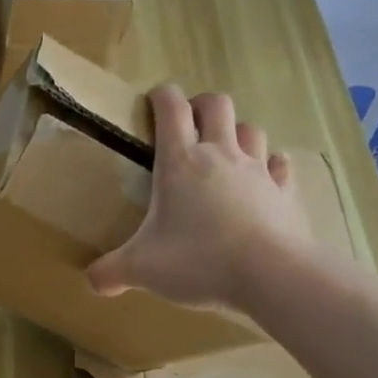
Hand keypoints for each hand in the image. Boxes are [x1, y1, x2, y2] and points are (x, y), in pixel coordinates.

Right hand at [87, 85, 317, 310]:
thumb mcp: (142, 269)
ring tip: (225, 151)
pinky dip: (271, 165)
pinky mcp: (284, 193)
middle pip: (217, 105)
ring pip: (250, 130)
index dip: (161, 96)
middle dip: (201, 105)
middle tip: (189, 124)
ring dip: (236, 132)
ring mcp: (257, 171)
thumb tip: (93, 281)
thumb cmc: (198, 260)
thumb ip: (111, 272)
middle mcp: (220, 155)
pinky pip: (280, 166)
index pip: (171, 108)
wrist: (271, 275)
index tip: (153, 100)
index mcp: (180, 162)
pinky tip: (264, 177)